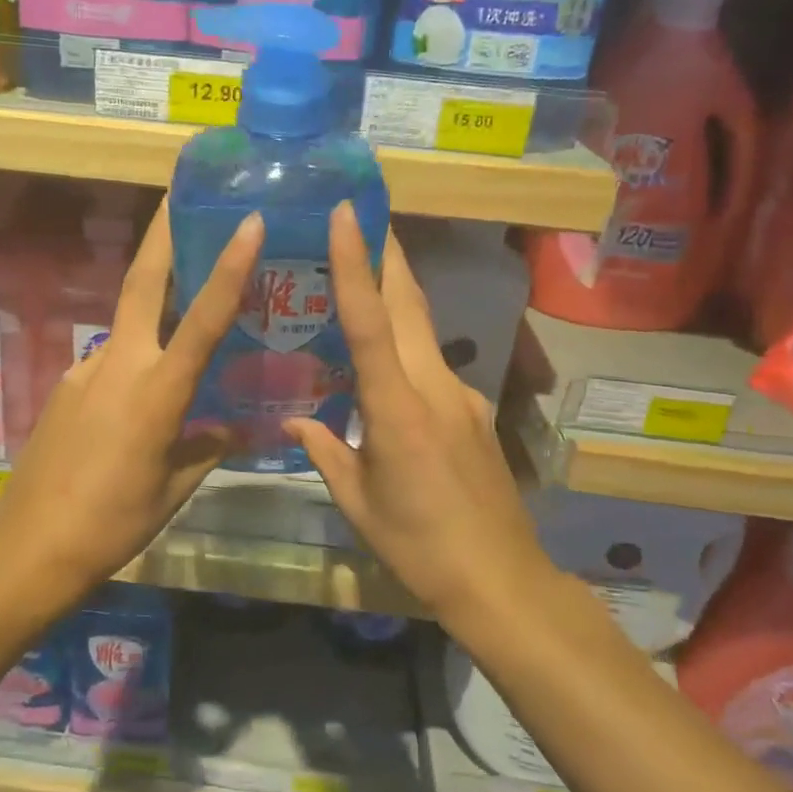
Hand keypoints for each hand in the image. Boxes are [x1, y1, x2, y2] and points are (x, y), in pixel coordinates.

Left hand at [0, 204, 263, 602]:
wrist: (28, 546)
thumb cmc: (113, 522)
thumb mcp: (172, 490)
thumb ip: (204, 450)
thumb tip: (229, 430)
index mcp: (158, 391)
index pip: (204, 318)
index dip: (229, 267)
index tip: (246, 222)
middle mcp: (119, 365)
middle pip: (141, 284)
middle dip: (161, 235)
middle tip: (177, 196)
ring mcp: (85, 372)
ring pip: (127, 327)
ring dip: (152, 312)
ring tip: (181, 326)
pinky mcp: (65, 387)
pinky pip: (109, 363)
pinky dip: (132, 363)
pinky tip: (136, 402)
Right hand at [285, 204, 551, 619]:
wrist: (500, 579)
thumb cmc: (417, 545)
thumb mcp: (358, 502)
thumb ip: (324, 452)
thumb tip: (292, 423)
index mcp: (396, 408)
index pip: (370, 321)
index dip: (355, 264)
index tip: (347, 213)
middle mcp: (434, 387)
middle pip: (410, 304)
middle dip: (388, 254)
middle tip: (364, 214)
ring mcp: (462, 396)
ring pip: (425, 330)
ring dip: (398, 294)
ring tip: (366, 273)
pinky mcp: (475, 412)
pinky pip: (434, 365)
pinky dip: (409, 347)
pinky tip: (390, 367)